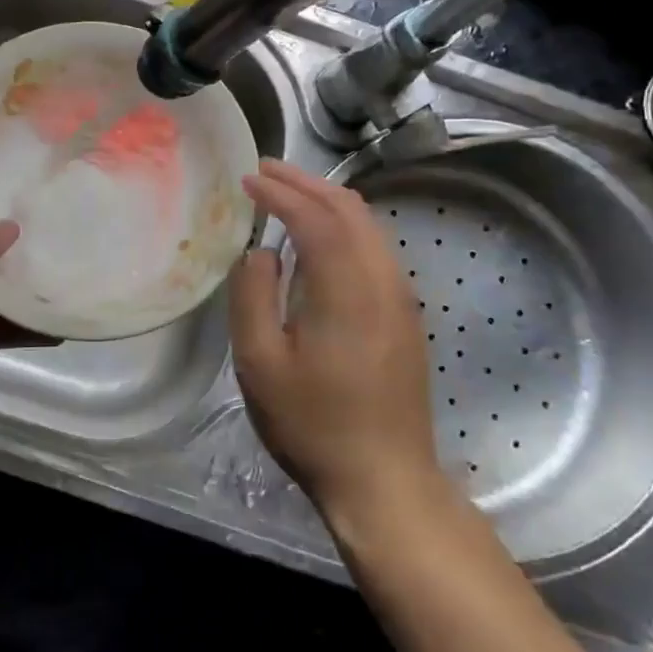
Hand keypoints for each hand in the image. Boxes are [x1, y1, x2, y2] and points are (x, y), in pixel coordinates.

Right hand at [229, 160, 442, 525]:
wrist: (384, 480)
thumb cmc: (313, 424)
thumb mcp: (260, 364)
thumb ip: (253, 297)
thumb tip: (262, 253)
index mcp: (347, 290)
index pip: (316, 218)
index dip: (281, 192)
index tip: (248, 178)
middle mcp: (383, 282)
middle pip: (350, 210)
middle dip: (307, 183)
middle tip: (267, 171)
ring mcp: (400, 300)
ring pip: (368, 228)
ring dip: (328, 202)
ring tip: (289, 194)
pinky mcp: (404, 318)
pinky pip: (375, 250)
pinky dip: (344, 227)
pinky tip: (320, 239)